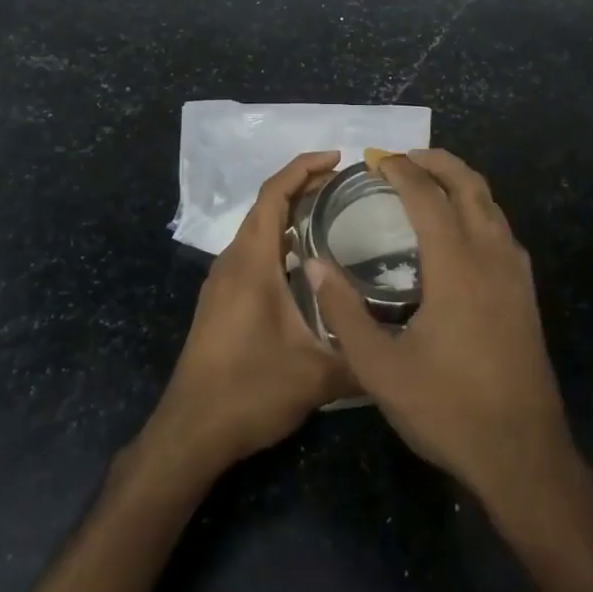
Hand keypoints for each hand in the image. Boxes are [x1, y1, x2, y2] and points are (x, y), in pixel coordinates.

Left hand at [143, 151, 353, 478]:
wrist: (190, 433)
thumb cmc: (249, 391)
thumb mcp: (317, 376)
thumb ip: (363, 357)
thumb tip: (402, 346)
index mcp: (252, 262)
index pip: (274, 195)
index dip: (303, 168)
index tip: (337, 158)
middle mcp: (233, 262)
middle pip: (265, 206)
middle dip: (302, 186)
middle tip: (345, 184)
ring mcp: (223, 282)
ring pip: (258, 230)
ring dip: (290, 214)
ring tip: (332, 214)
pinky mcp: (222, 302)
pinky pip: (253, 253)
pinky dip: (280, 241)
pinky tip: (307, 264)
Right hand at [313, 149, 574, 516]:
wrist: (523, 454)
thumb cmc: (448, 409)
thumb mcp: (380, 368)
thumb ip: (344, 313)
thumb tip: (314, 264)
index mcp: (457, 266)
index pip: (428, 196)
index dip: (401, 170)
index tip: (376, 159)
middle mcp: (492, 256)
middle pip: (470, 186)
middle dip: (438, 162)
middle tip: (404, 157)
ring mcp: (516, 274)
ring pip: (492, 205)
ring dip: (462, 183)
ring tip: (430, 183)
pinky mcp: (527, 294)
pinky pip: (502, 230)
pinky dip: (479, 209)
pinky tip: (461, 231)